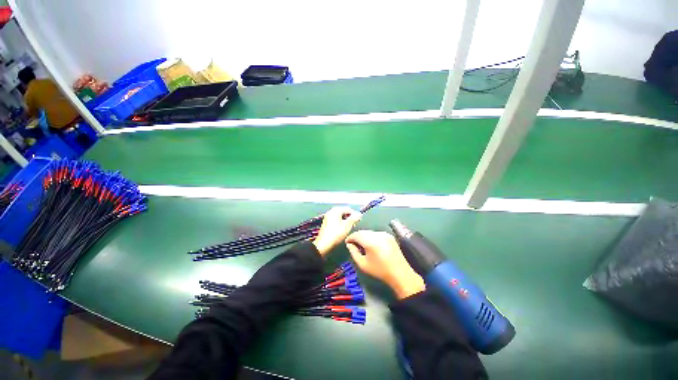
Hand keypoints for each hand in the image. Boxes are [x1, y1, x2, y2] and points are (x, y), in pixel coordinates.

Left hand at [313, 207, 361, 255]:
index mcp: (336, 210)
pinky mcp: (326, 223)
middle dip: (350, 217)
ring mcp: (327, 217)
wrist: (324, 243)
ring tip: (349, 227)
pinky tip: (343, 229)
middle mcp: (331, 211)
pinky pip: (335, 220)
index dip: (355, 214)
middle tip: (354, 224)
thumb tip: (359, 214)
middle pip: (343, 212)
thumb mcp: (347, 225)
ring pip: (339, 216)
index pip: (348, 209)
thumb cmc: (336, 233)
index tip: (358, 221)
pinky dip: (340, 223)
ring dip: (345, 220)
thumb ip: (354, 218)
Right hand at [345, 230, 424, 298]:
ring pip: (369, 232)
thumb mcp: (362, 264)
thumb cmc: (379, 270)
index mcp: (370, 241)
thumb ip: (353, 252)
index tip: (347, 243)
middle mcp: (377, 234)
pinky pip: (376, 233)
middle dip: (356, 236)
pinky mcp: (389, 235)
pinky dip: (371, 237)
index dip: (350, 237)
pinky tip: (371, 245)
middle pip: (363, 232)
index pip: (356, 234)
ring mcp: (384, 234)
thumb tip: (349, 244)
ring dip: (363, 236)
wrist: (399, 273)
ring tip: (361, 245)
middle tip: (353, 244)